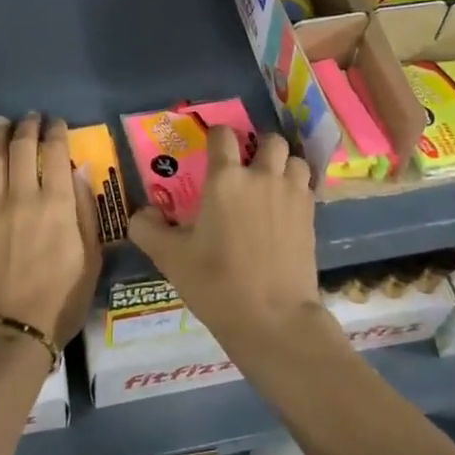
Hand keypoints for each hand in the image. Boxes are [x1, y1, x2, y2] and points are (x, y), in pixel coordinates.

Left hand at [0, 114, 100, 346]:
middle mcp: (23, 197)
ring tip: (4, 121)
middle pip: (22, 149)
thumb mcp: (91, 259)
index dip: (56, 132)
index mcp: (57, 205)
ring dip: (0, 135)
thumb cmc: (60, 300)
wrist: (10, 332)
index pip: (55, 153)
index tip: (57, 122)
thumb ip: (85, 211)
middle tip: (31, 116)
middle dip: (28, 127)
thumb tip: (79, 171)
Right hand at [127, 127, 320, 352]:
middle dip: (258, 146)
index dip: (216, 136)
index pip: (222, 135)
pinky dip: (298, 188)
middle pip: (269, 140)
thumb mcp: (170, 259)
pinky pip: (307, 186)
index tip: (211, 148)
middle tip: (247, 166)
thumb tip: (143, 212)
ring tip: (272, 183)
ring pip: (294, 159)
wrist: (273, 318)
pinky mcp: (311, 216)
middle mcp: (261, 176)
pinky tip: (286, 208)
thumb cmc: (216, 284)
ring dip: (283, 164)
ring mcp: (291, 194)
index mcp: (225, 179)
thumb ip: (148, 229)